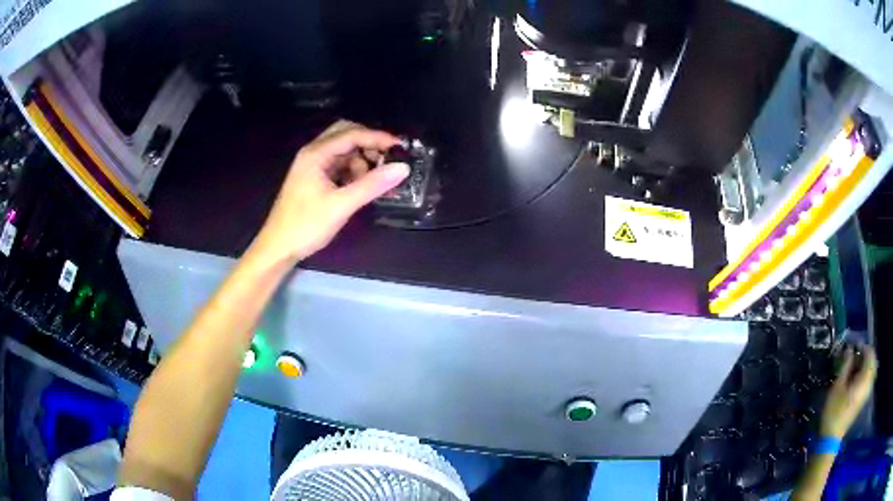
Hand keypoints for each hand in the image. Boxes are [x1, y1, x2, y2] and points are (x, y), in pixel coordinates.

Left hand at [252, 121, 408, 262]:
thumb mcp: (341, 205)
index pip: (352, 134)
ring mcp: (313, 166)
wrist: (278, 248)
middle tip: (388, 159)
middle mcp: (313, 153)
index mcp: (316, 154)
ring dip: (362, 160)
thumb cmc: (305, 226)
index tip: (401, 148)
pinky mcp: (315, 178)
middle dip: (369, 144)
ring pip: (344, 151)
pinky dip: (353, 171)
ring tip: (375, 180)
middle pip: (346, 135)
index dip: (378, 138)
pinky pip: (339, 165)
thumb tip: (402, 168)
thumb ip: (372, 185)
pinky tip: (362, 186)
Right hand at [819, 345, 876, 437]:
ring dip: (865, 365)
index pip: (870, 354)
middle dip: (865, 355)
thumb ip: (846, 366)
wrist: (830, 438)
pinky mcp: (862, 399)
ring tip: (854, 366)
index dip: (863, 347)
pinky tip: (856, 378)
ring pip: (871, 371)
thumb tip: (849, 349)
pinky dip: (864, 374)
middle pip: (872, 361)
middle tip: (855, 355)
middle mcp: (868, 383)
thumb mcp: (837, 387)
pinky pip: (868, 380)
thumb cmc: (833, 411)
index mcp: (864, 378)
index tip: (854, 347)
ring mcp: (866, 393)